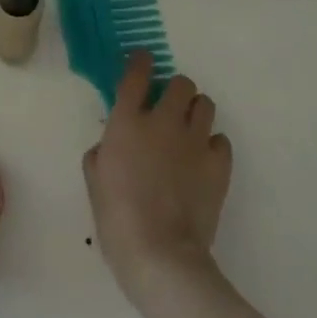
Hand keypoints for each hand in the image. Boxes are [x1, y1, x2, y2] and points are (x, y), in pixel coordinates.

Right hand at [83, 53, 232, 307]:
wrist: (161, 257)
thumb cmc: (118, 221)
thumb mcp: (95, 183)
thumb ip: (100, 153)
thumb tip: (109, 144)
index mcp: (128, 122)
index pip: (137, 73)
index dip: (141, 61)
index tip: (142, 61)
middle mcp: (163, 121)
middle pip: (180, 82)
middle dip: (175, 91)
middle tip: (169, 109)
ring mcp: (194, 140)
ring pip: (205, 103)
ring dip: (196, 112)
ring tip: (189, 131)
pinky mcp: (218, 164)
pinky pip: (221, 140)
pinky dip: (213, 145)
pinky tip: (204, 161)